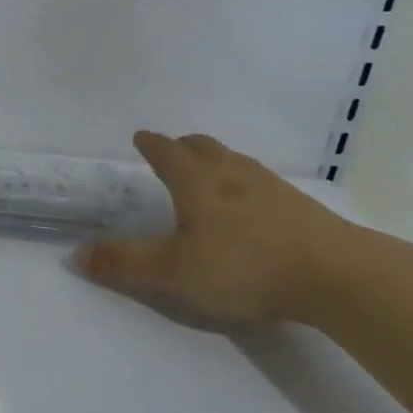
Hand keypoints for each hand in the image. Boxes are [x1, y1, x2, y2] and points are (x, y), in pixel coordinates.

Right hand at [76, 131, 368, 326]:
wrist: (337, 275)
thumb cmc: (244, 266)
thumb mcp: (174, 272)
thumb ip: (125, 263)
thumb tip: (75, 254)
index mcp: (197, 181)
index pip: (167, 152)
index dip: (151, 145)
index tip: (141, 137)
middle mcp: (232, 174)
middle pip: (204, 147)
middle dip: (184, 146)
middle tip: (173, 150)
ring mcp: (271, 187)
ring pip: (235, 162)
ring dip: (216, 162)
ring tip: (210, 175)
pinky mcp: (301, 207)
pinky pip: (262, 183)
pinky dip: (245, 185)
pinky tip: (252, 208)